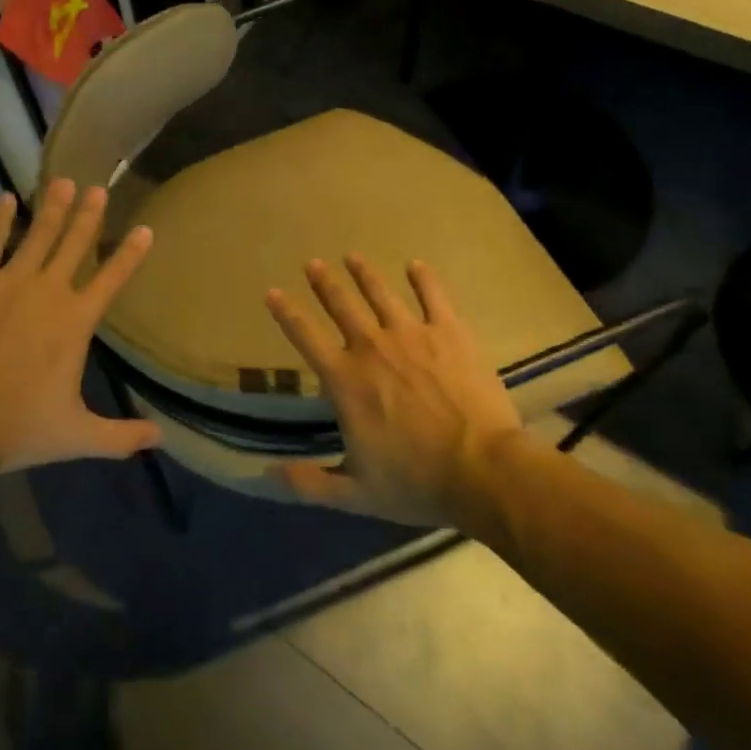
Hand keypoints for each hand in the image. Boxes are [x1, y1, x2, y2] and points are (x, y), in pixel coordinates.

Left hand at [0, 180, 160, 473]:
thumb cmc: (19, 428)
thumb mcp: (79, 436)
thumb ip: (122, 436)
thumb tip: (160, 439)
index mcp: (76, 322)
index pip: (112, 278)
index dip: (130, 253)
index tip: (145, 228)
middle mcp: (48, 292)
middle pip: (75, 244)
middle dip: (88, 215)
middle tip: (98, 188)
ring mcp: (8, 282)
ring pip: (37, 235)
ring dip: (51, 207)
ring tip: (62, 181)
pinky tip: (4, 199)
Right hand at [264, 254, 522, 526]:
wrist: (483, 471)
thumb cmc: (416, 483)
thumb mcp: (355, 493)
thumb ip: (309, 482)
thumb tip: (267, 473)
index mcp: (344, 380)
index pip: (305, 337)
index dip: (285, 313)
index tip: (272, 292)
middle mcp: (371, 347)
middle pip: (341, 305)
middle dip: (324, 283)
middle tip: (313, 263)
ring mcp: (411, 334)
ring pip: (380, 294)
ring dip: (364, 273)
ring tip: (352, 256)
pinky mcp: (449, 333)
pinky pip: (433, 296)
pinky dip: (423, 279)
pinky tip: (416, 265)